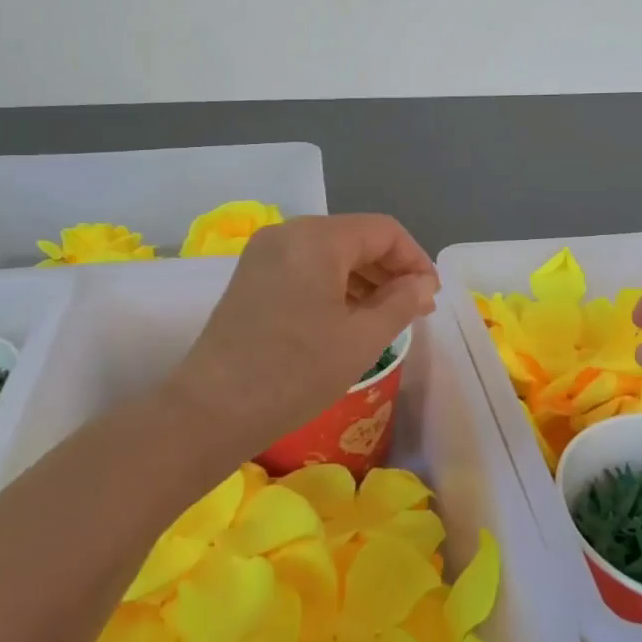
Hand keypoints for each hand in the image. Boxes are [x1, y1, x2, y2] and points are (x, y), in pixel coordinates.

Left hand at [164, 214, 439, 454]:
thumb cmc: (295, 372)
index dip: (415, 260)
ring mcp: (265, 254)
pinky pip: (306, 267)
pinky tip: (347, 318)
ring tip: (386, 318)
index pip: (384, 231)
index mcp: (317, 238)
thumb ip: (401, 302)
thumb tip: (423, 284)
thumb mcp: (361, 339)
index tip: (431, 298)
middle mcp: (288, 233)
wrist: (211, 410)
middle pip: (355, 237)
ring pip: (330, 252)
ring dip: (364, 279)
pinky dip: (334, 285)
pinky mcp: (252, 276)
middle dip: (390, 270)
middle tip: (415, 310)